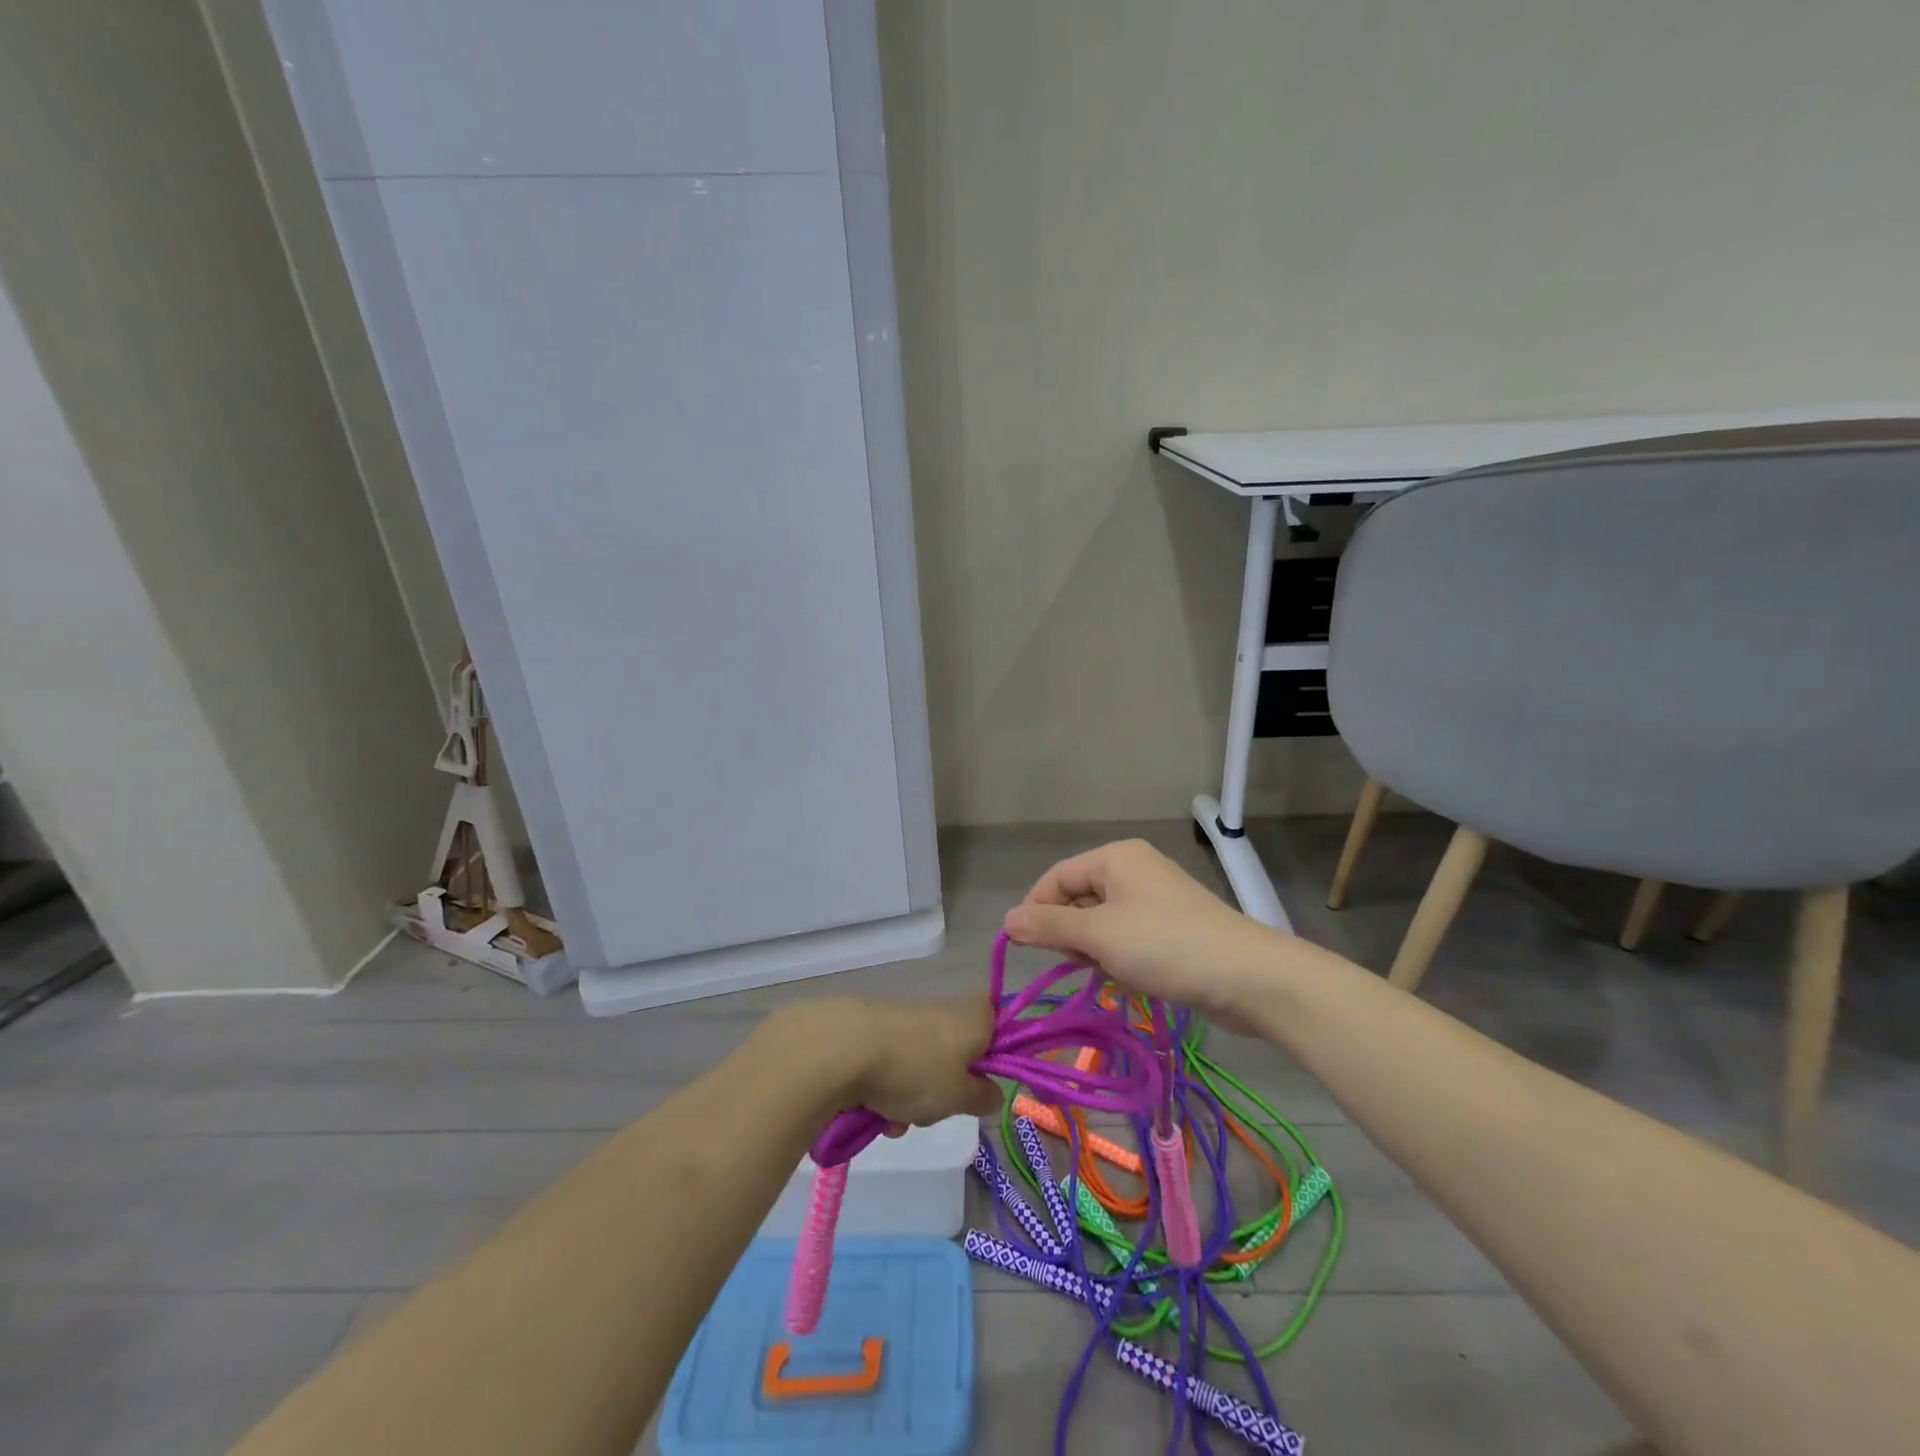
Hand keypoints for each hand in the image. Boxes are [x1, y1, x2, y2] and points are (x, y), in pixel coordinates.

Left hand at [767, 994, 1001, 1127]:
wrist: (844, 1048)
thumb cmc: (916, 1070)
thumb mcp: (960, 1097)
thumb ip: (983, 1097)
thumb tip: (993, 1093)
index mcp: (973, 1016)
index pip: (997, 1019)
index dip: (995, 1050)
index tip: (984, 1081)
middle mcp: (943, 1009)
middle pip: (956, 1050)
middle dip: (945, 1087)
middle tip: (938, 1109)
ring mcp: (906, 1018)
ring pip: (922, 1064)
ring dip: (913, 1096)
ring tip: (897, 1120)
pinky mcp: (874, 1030)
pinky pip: (892, 1066)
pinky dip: (886, 1089)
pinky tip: (873, 1112)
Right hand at [1002, 838, 1301, 1028]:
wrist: (1248, 978)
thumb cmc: (1166, 945)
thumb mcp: (1099, 935)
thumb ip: (1049, 927)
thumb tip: (1007, 920)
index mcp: (1117, 858)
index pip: (1058, 876)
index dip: (1037, 909)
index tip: (1025, 947)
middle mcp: (1135, 871)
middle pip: (1079, 898)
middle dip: (1071, 934)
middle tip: (1080, 963)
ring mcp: (1156, 901)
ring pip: (1102, 923)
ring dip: (1096, 951)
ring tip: (1111, 972)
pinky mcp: (1172, 930)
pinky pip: (1127, 939)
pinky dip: (1120, 958)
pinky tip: (1130, 979)